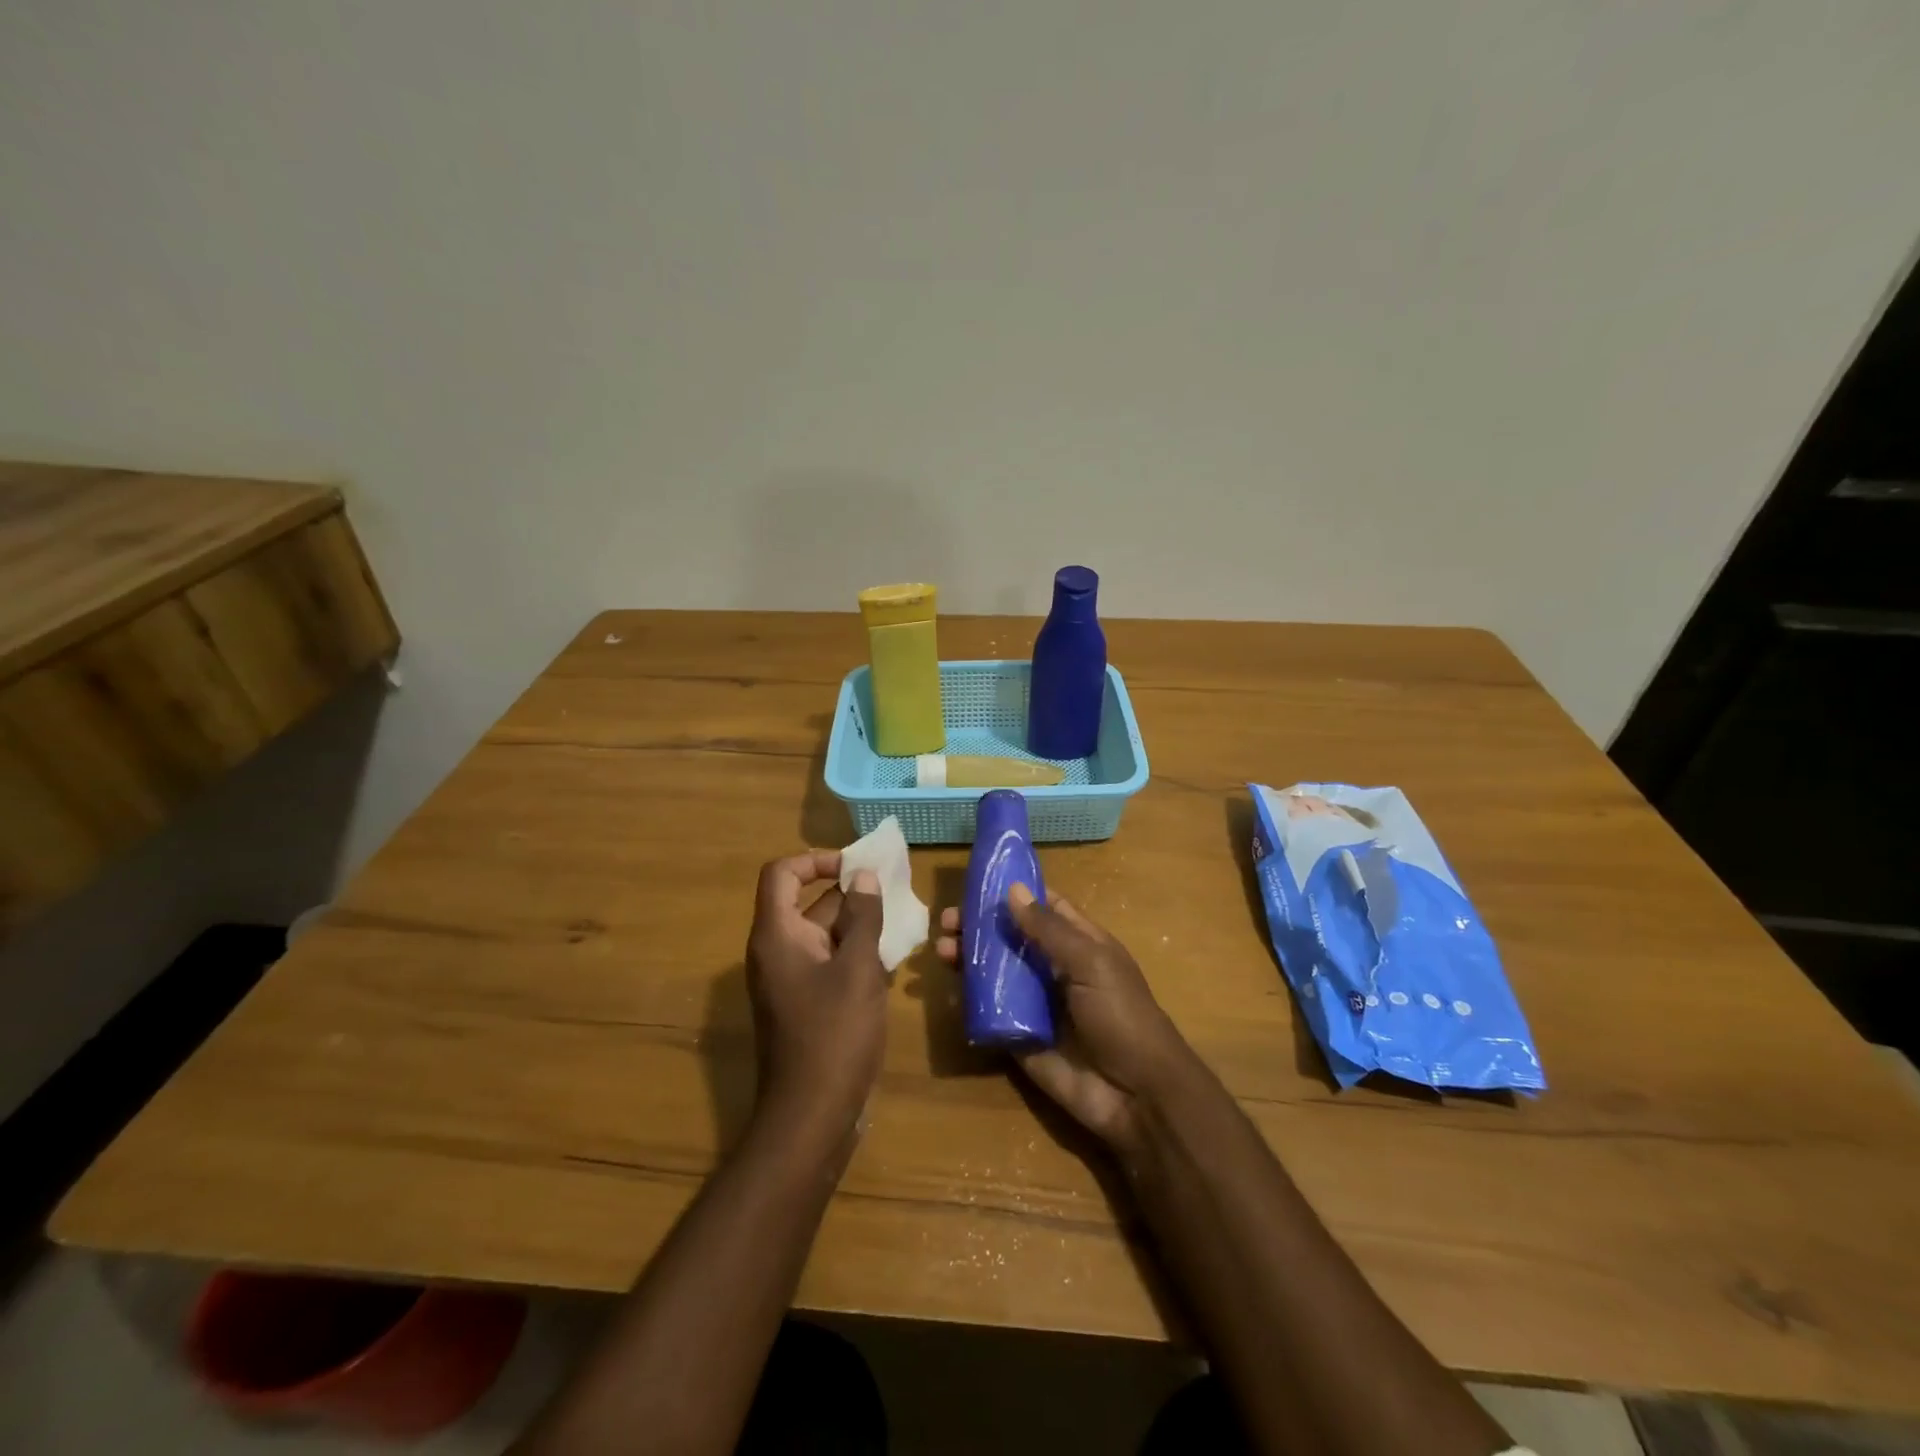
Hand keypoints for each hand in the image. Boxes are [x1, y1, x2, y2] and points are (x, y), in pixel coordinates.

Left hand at [746, 851, 887, 1135]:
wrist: (811, 1116)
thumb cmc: (834, 1034)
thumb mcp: (858, 969)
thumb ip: (863, 917)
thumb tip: (864, 876)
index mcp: (777, 935)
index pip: (782, 873)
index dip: (816, 860)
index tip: (856, 867)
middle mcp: (776, 952)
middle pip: (806, 903)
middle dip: (849, 893)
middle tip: (894, 892)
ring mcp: (788, 980)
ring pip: (822, 935)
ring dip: (857, 925)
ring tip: (900, 922)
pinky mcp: (804, 1004)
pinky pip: (827, 963)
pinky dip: (854, 954)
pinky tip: (891, 961)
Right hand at [937, 884, 1194, 1148]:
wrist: (1136, 1096)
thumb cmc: (1122, 1016)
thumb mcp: (1091, 963)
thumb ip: (1049, 929)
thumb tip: (1012, 890)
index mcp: (1079, 944)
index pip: (1043, 908)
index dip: (1013, 893)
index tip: (976, 882)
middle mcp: (1053, 969)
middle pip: (1010, 939)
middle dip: (979, 927)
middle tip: (947, 922)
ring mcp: (1035, 1004)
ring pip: (994, 973)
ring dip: (968, 959)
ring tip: (942, 950)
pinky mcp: (1018, 1038)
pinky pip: (988, 1014)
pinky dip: (967, 1001)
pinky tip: (949, 992)